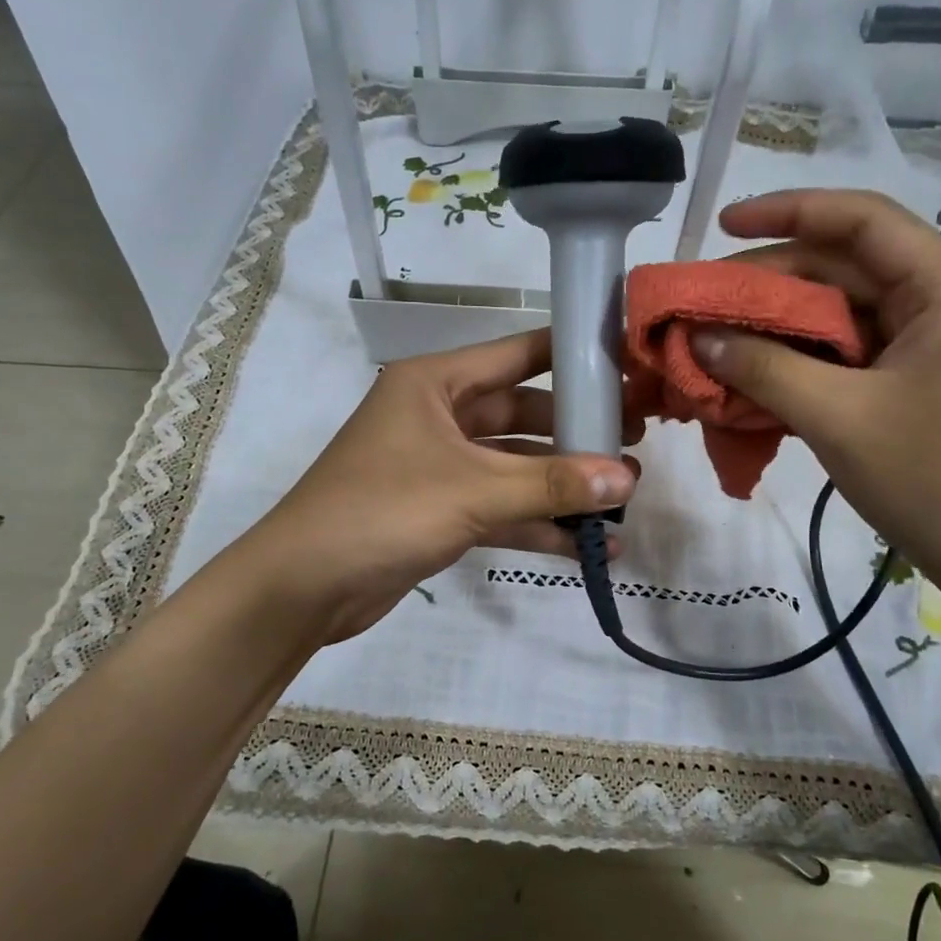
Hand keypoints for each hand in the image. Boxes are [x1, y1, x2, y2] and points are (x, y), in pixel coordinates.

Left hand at [241, 328, 638, 642]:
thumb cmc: (382, 512)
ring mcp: (439, 466)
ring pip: (514, 466)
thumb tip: (628, 478)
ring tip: (624, 500)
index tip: (628, 367)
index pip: (518, 354)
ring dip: (562, 486)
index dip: (574, 357)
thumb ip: (551, 484)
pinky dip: (538, 524)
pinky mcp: (440, 510)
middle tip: (636, 443)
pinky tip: (588, 546)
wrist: (304, 586)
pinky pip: (500, 507)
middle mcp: (438, 415)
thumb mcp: (472, 491)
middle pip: (523, 414)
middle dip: (576, 433)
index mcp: (435, 383)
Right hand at [695, 190, 940, 604]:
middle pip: (844, 267)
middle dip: (770, 282)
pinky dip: (799, 360)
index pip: (860, 220)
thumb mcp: (839, 418)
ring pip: (841, 313)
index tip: (723, 224)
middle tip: (704, 304)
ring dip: (779, 326)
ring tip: (716, 341)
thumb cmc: (936, 481)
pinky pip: (847, 353)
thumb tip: (698, 338)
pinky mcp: (914, 381)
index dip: (788, 212)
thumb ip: (765, 369)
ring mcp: (929, 344)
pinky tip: (753, 376)